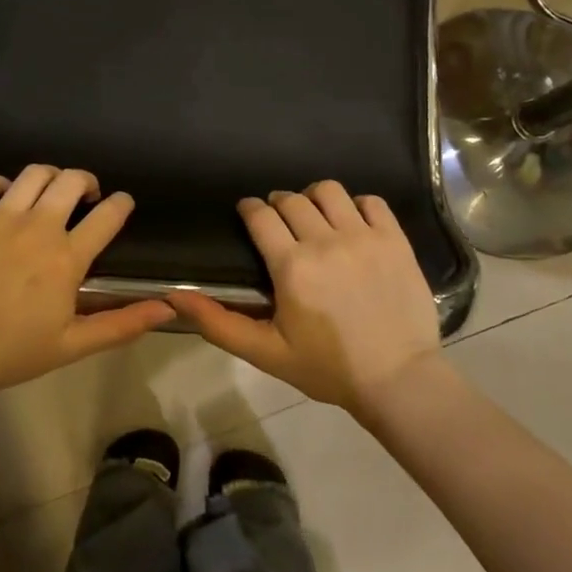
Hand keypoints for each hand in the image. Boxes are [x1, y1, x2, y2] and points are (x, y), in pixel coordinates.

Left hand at [0, 164, 172, 395]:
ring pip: (34, 174)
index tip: (122, 204)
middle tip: (86, 196)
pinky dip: (2, 184)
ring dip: (50, 177)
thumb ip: (122, 324)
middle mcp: (37, 227)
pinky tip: (5, 198)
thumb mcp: (73, 345)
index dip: (121, 204)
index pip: (108, 215)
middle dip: (87, 182)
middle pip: (72, 180)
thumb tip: (167, 307)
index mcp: (67, 257)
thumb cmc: (13, 352)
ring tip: (49, 192)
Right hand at [166, 181, 440, 417]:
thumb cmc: (327, 368)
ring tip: (315, 216)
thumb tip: (174, 296)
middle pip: (292, 199)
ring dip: (315, 197)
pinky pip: (372, 201)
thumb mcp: (265, 352)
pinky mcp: (395, 241)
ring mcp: (364, 237)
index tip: (248, 213)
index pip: (261, 215)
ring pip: (330, 191)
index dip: (250, 208)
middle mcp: (326, 241)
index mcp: (291, 266)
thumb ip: (218, 322)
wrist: (398, 380)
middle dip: (278, 204)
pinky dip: (357, 205)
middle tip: (280, 223)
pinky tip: (352, 224)